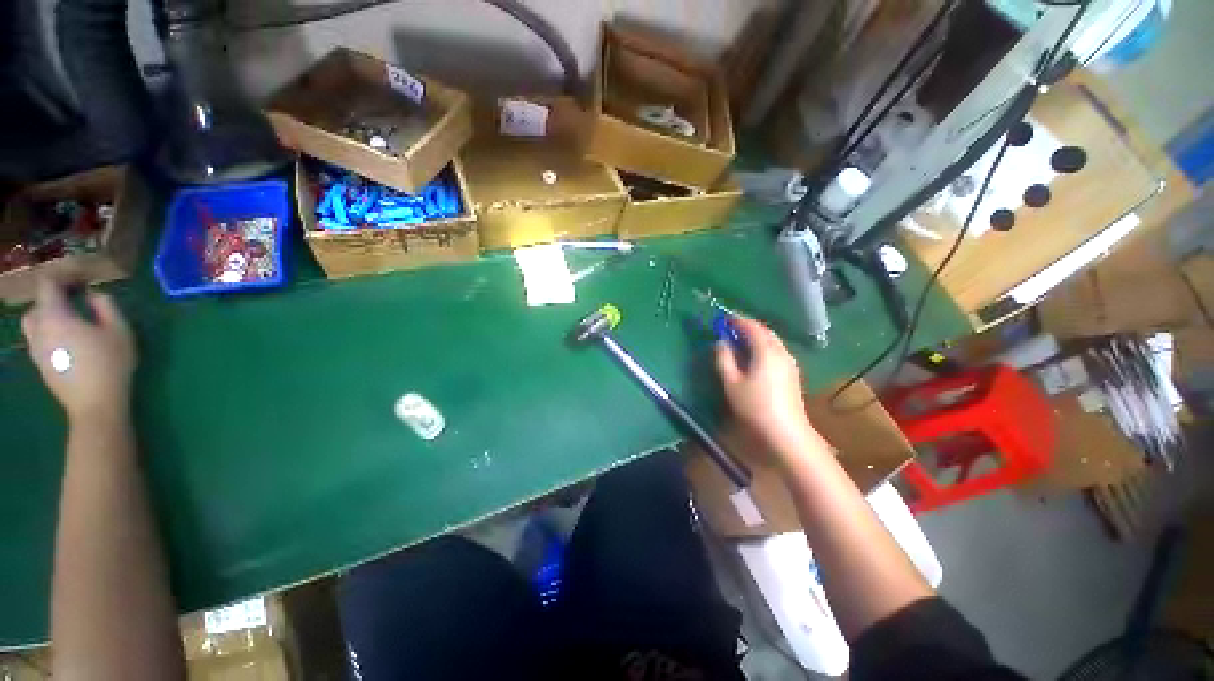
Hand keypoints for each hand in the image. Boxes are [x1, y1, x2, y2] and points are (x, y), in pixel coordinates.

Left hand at [22, 279, 135, 422]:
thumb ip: (106, 306)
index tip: (81, 278)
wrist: (95, 405)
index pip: (47, 284)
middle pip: (37, 305)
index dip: (63, 276)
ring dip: (48, 317)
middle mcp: (39, 330)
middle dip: (53, 299)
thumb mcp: (119, 330)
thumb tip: (94, 295)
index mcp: (54, 316)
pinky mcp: (41, 365)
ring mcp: (37, 350)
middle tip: (75, 300)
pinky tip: (69, 342)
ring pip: (34, 324)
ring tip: (70, 321)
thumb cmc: (110, 364)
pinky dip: (50, 334)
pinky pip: (39, 341)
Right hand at [715, 317, 822, 463]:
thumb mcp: (731, 383)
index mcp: (766, 351)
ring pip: (773, 342)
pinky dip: (764, 347)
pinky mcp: (793, 374)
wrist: (786, 432)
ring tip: (741, 342)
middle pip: (765, 332)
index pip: (752, 327)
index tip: (723, 318)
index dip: (737, 320)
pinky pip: (777, 352)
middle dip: (748, 327)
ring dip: (757, 337)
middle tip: (731, 329)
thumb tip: (721, 343)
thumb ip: (724, 359)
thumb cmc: (754, 406)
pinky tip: (755, 358)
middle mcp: (781, 352)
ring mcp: (790, 363)